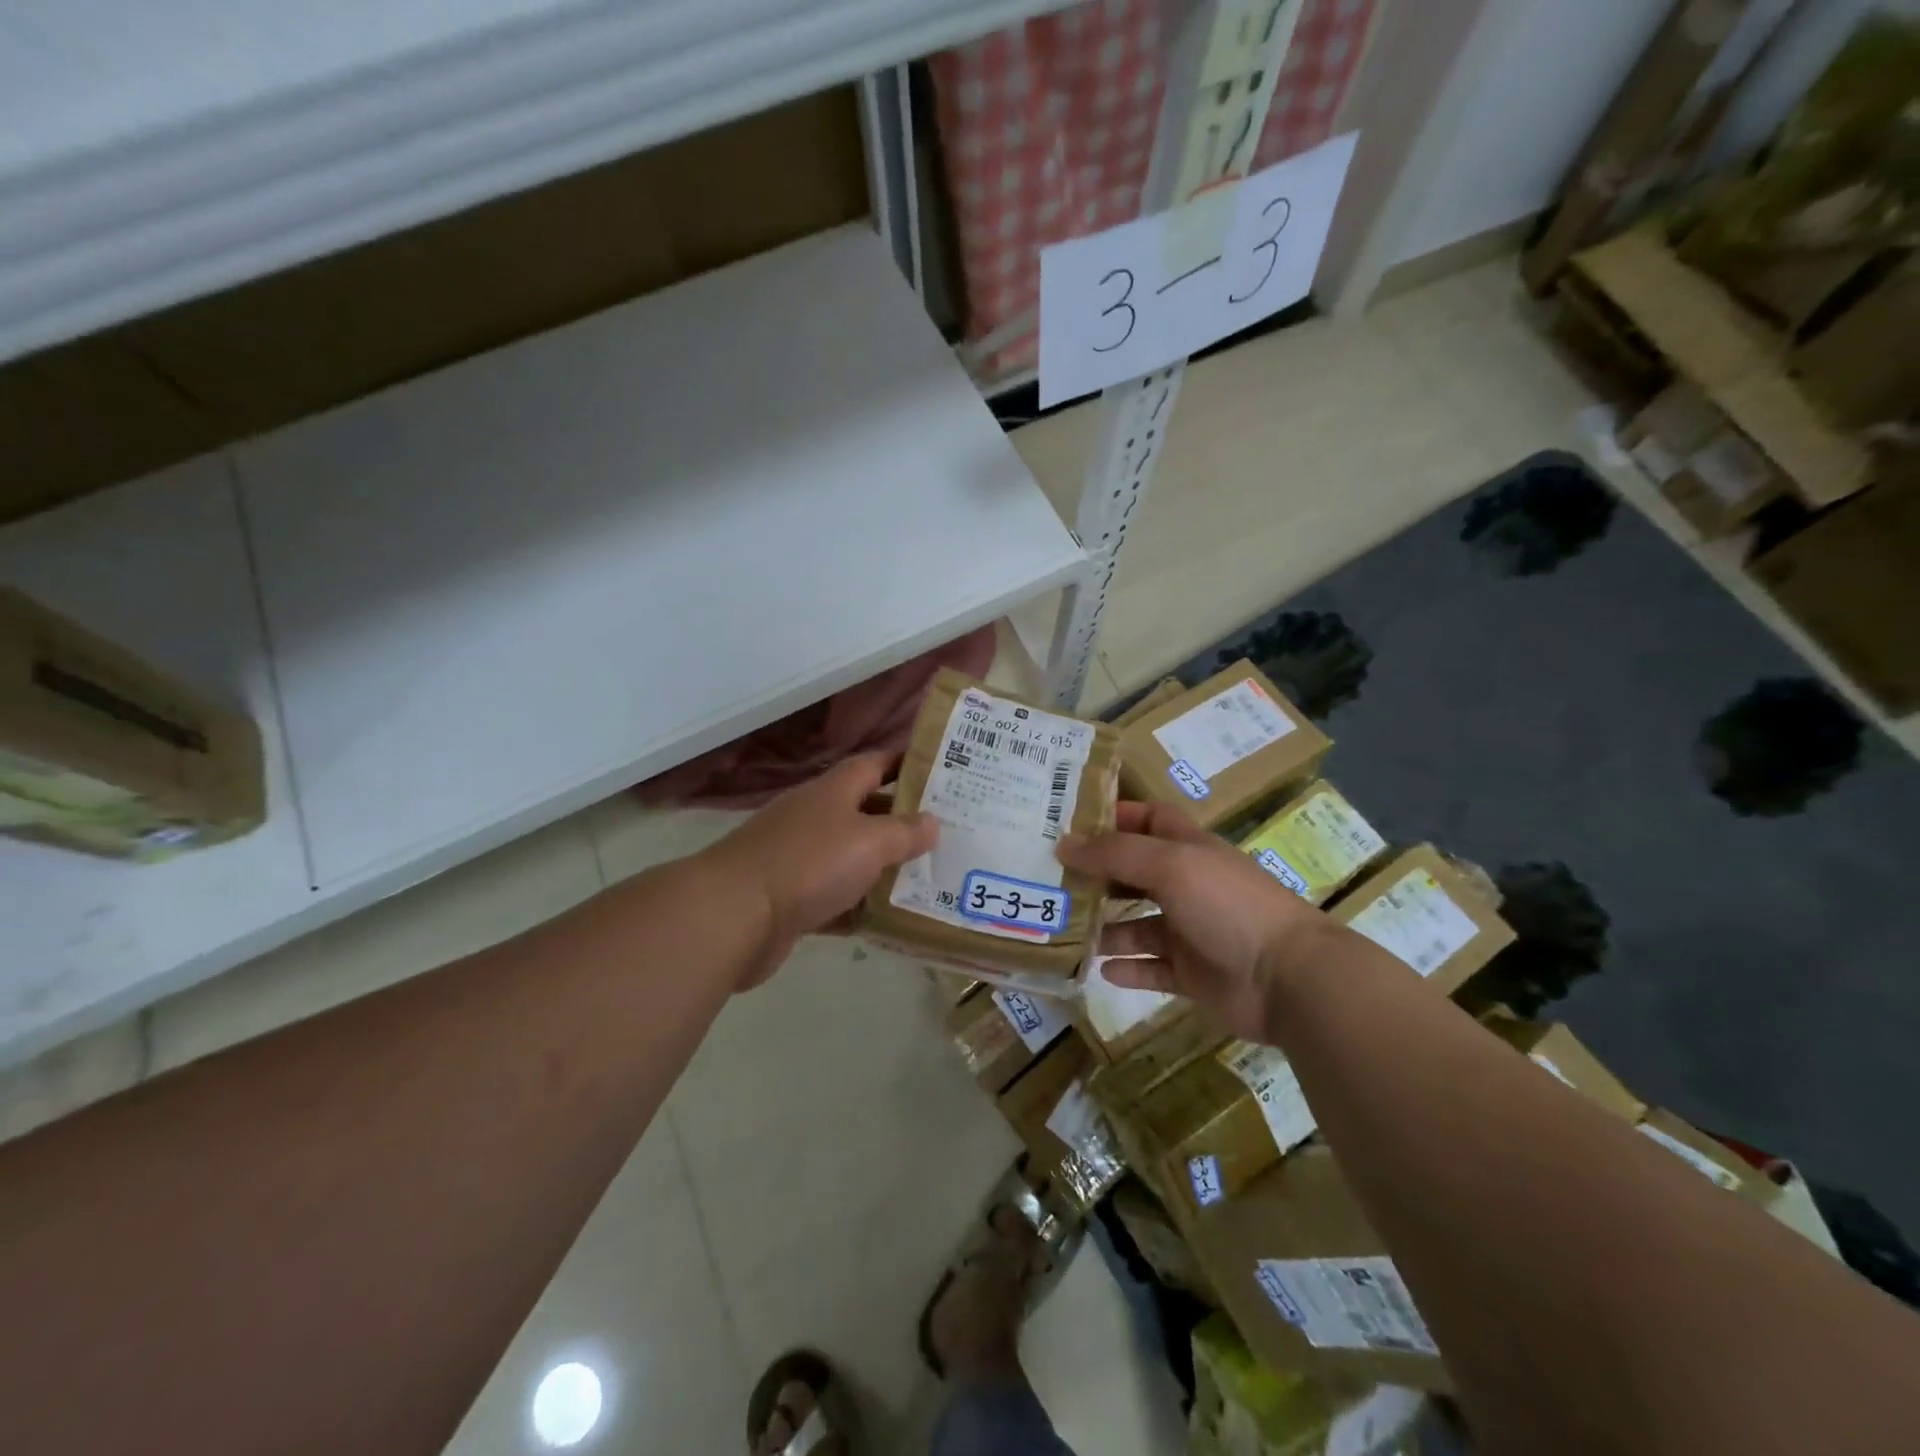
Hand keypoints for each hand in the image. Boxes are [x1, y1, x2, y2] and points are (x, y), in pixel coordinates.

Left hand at [700, 752, 937, 988]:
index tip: (941, 772)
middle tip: (947, 834)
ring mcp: (798, 858)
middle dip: (902, 822)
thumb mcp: (870, 842)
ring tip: (928, 878)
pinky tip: (888, 920)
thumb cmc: (809, 863)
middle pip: (865, 812)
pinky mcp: (789, 899)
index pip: (874, 764)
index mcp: (833, 791)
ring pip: (851, 858)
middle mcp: (815, 818)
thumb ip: (905, 832)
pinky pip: (834, 899)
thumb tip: (932, 822)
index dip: (905, 764)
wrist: (736, 915)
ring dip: (883, 868)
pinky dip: (857, 907)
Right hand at [1057, 802, 1329, 1041]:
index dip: (1115, 817)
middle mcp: (1187, 886)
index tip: (1070, 822)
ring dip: (1104, 926)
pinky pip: (1150, 969)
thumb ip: (1114, 853)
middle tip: (1049, 878)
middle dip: (1097, 875)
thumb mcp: (1169, 864)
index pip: (1148, 819)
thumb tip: (1063, 844)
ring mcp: (1189, 932)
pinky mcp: (1191, 974)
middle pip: (1134, 873)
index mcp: (1188, 849)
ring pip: (1136, 925)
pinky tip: (1099, 968)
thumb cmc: (1227, 905)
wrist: (1286, 978)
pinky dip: (1126, 968)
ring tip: (1063, 928)